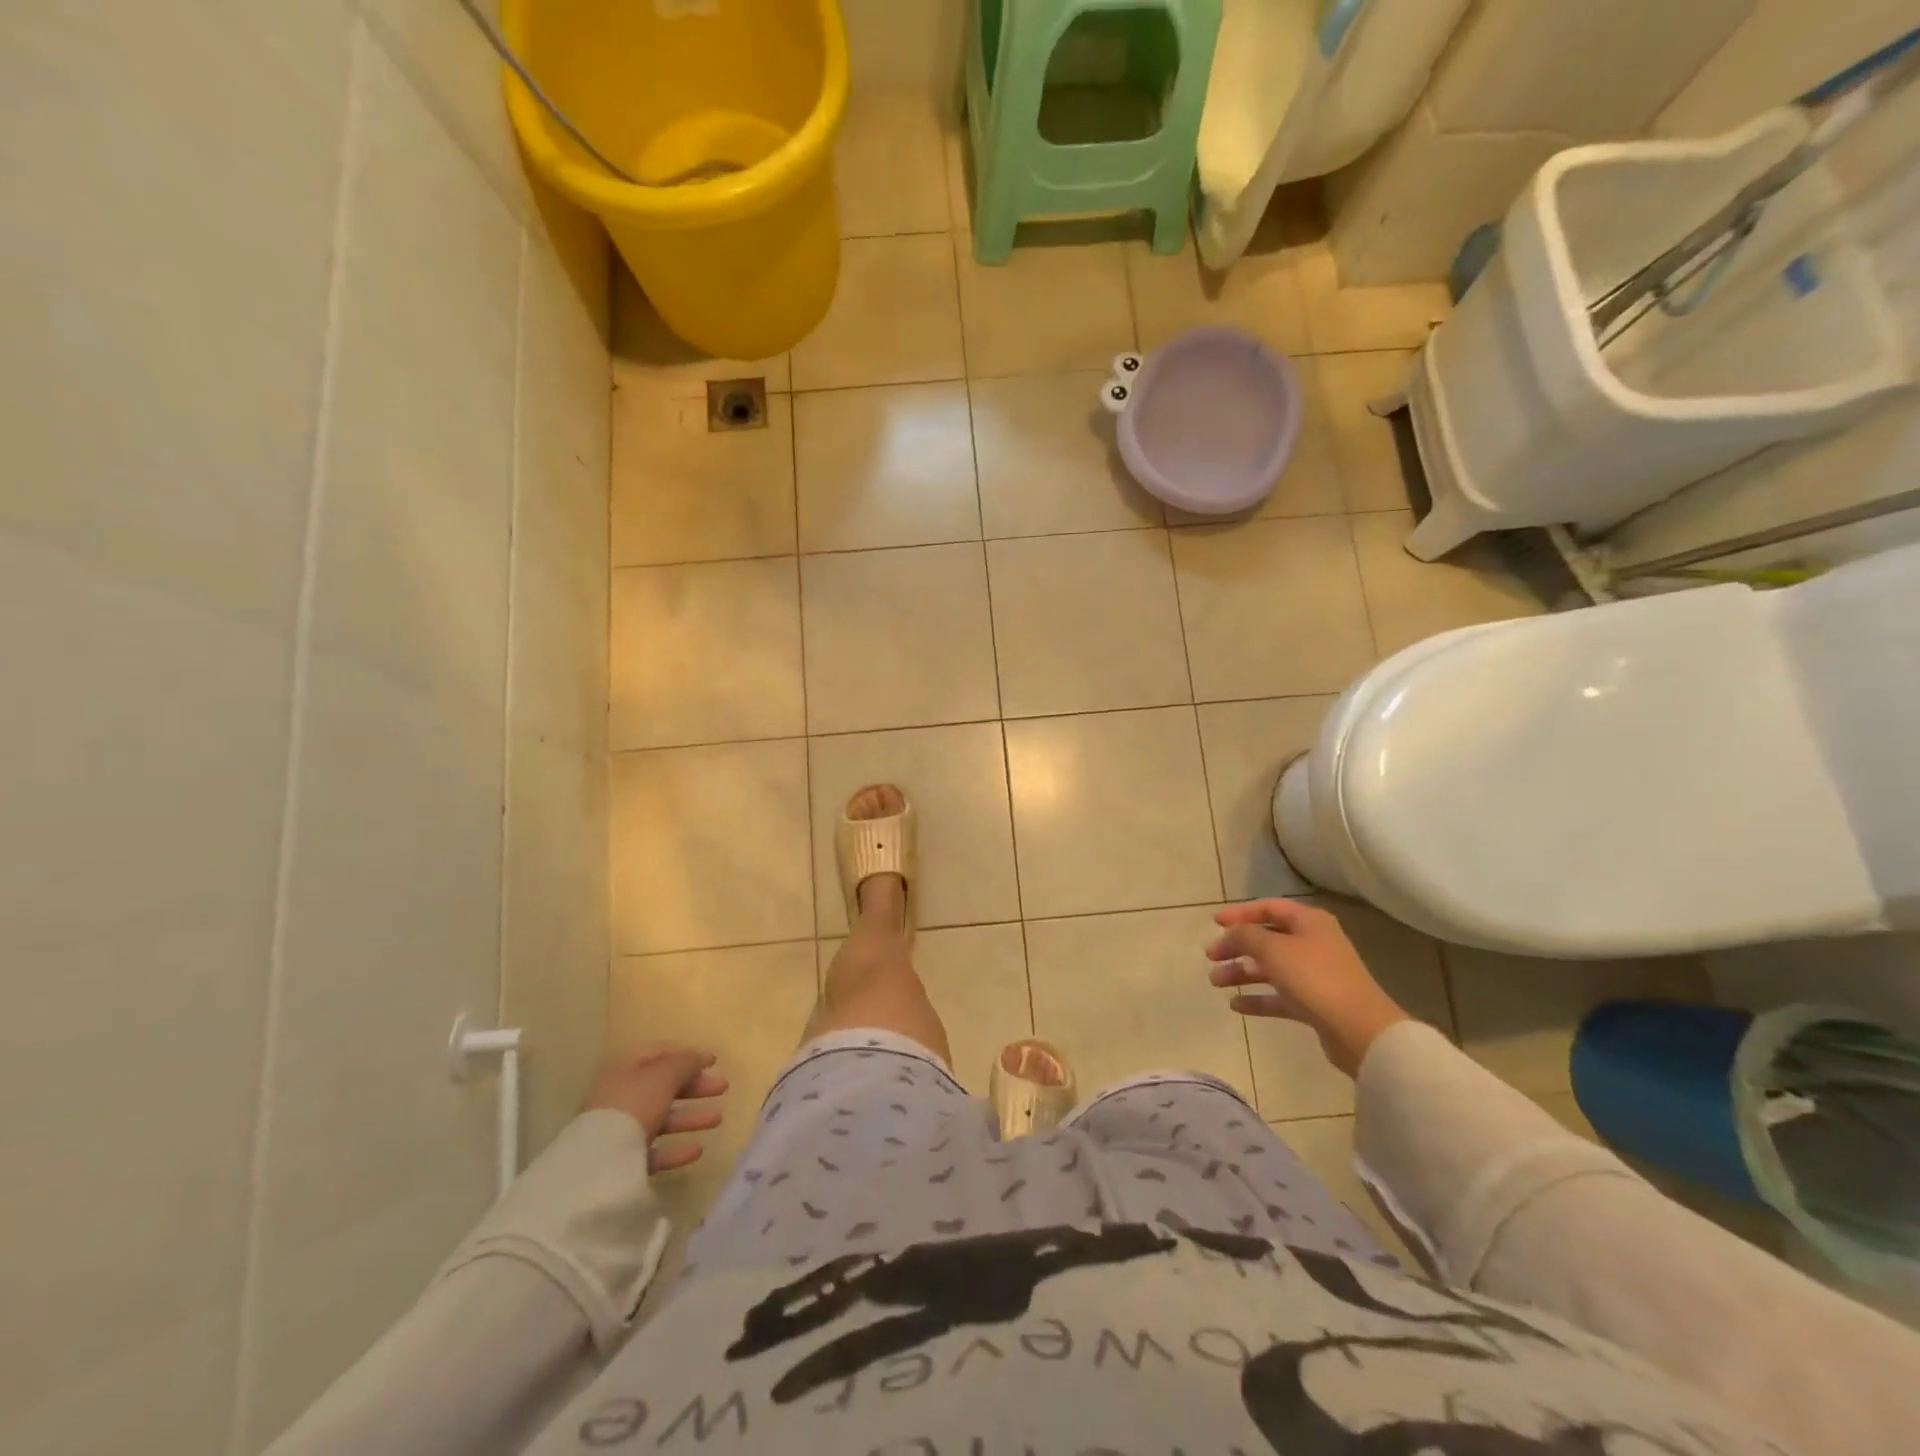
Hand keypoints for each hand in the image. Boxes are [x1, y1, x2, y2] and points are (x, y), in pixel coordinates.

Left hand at [584, 1044, 726, 1171]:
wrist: (599, 1162)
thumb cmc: (634, 1104)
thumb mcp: (663, 1075)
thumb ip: (685, 1063)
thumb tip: (699, 1057)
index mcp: (626, 1070)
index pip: (658, 1054)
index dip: (686, 1054)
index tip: (713, 1061)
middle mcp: (622, 1097)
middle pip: (664, 1086)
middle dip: (695, 1086)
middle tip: (723, 1088)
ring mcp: (621, 1130)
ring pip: (662, 1118)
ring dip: (691, 1117)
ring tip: (718, 1120)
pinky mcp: (623, 1161)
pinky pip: (654, 1150)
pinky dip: (676, 1149)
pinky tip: (697, 1150)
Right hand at [1207, 900, 1408, 1076]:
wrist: (1359, 1030)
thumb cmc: (1314, 978)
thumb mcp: (1273, 949)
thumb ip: (1245, 936)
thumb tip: (1231, 934)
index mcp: (1308, 922)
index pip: (1269, 908)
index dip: (1240, 913)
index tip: (1214, 923)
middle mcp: (1313, 943)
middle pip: (1267, 939)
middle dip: (1237, 946)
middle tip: (1211, 957)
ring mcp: (1315, 975)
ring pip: (1271, 968)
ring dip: (1242, 972)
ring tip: (1216, 982)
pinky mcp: (1315, 1004)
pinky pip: (1279, 996)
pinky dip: (1257, 998)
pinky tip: (1235, 1005)